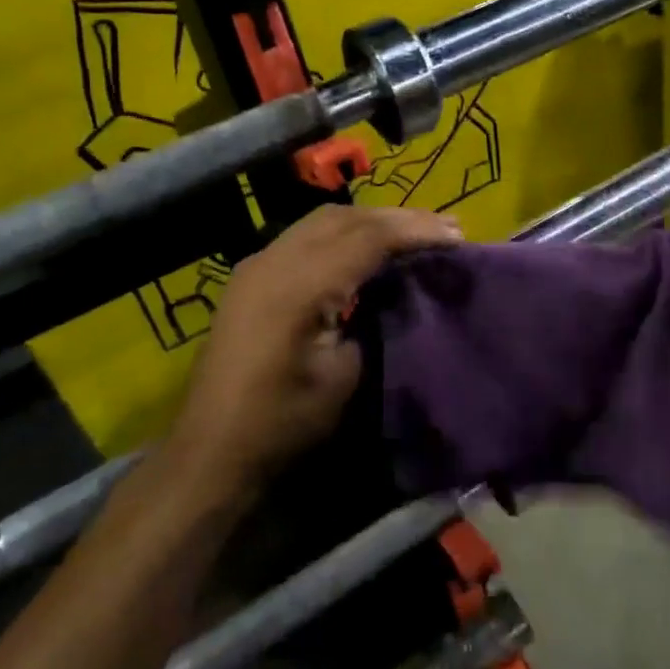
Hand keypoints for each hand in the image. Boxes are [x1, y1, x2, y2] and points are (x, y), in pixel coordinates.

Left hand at [169, 203, 462, 493]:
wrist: (211, 451)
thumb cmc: (282, 423)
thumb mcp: (343, 377)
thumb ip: (371, 320)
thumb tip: (394, 291)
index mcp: (299, 284)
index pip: (368, 238)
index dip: (416, 232)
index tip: (458, 236)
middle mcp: (274, 259)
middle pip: (346, 217)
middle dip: (398, 217)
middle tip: (445, 227)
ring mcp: (257, 264)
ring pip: (323, 220)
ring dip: (371, 221)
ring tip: (413, 231)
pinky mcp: (251, 276)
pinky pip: (305, 236)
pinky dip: (344, 233)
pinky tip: (366, 248)